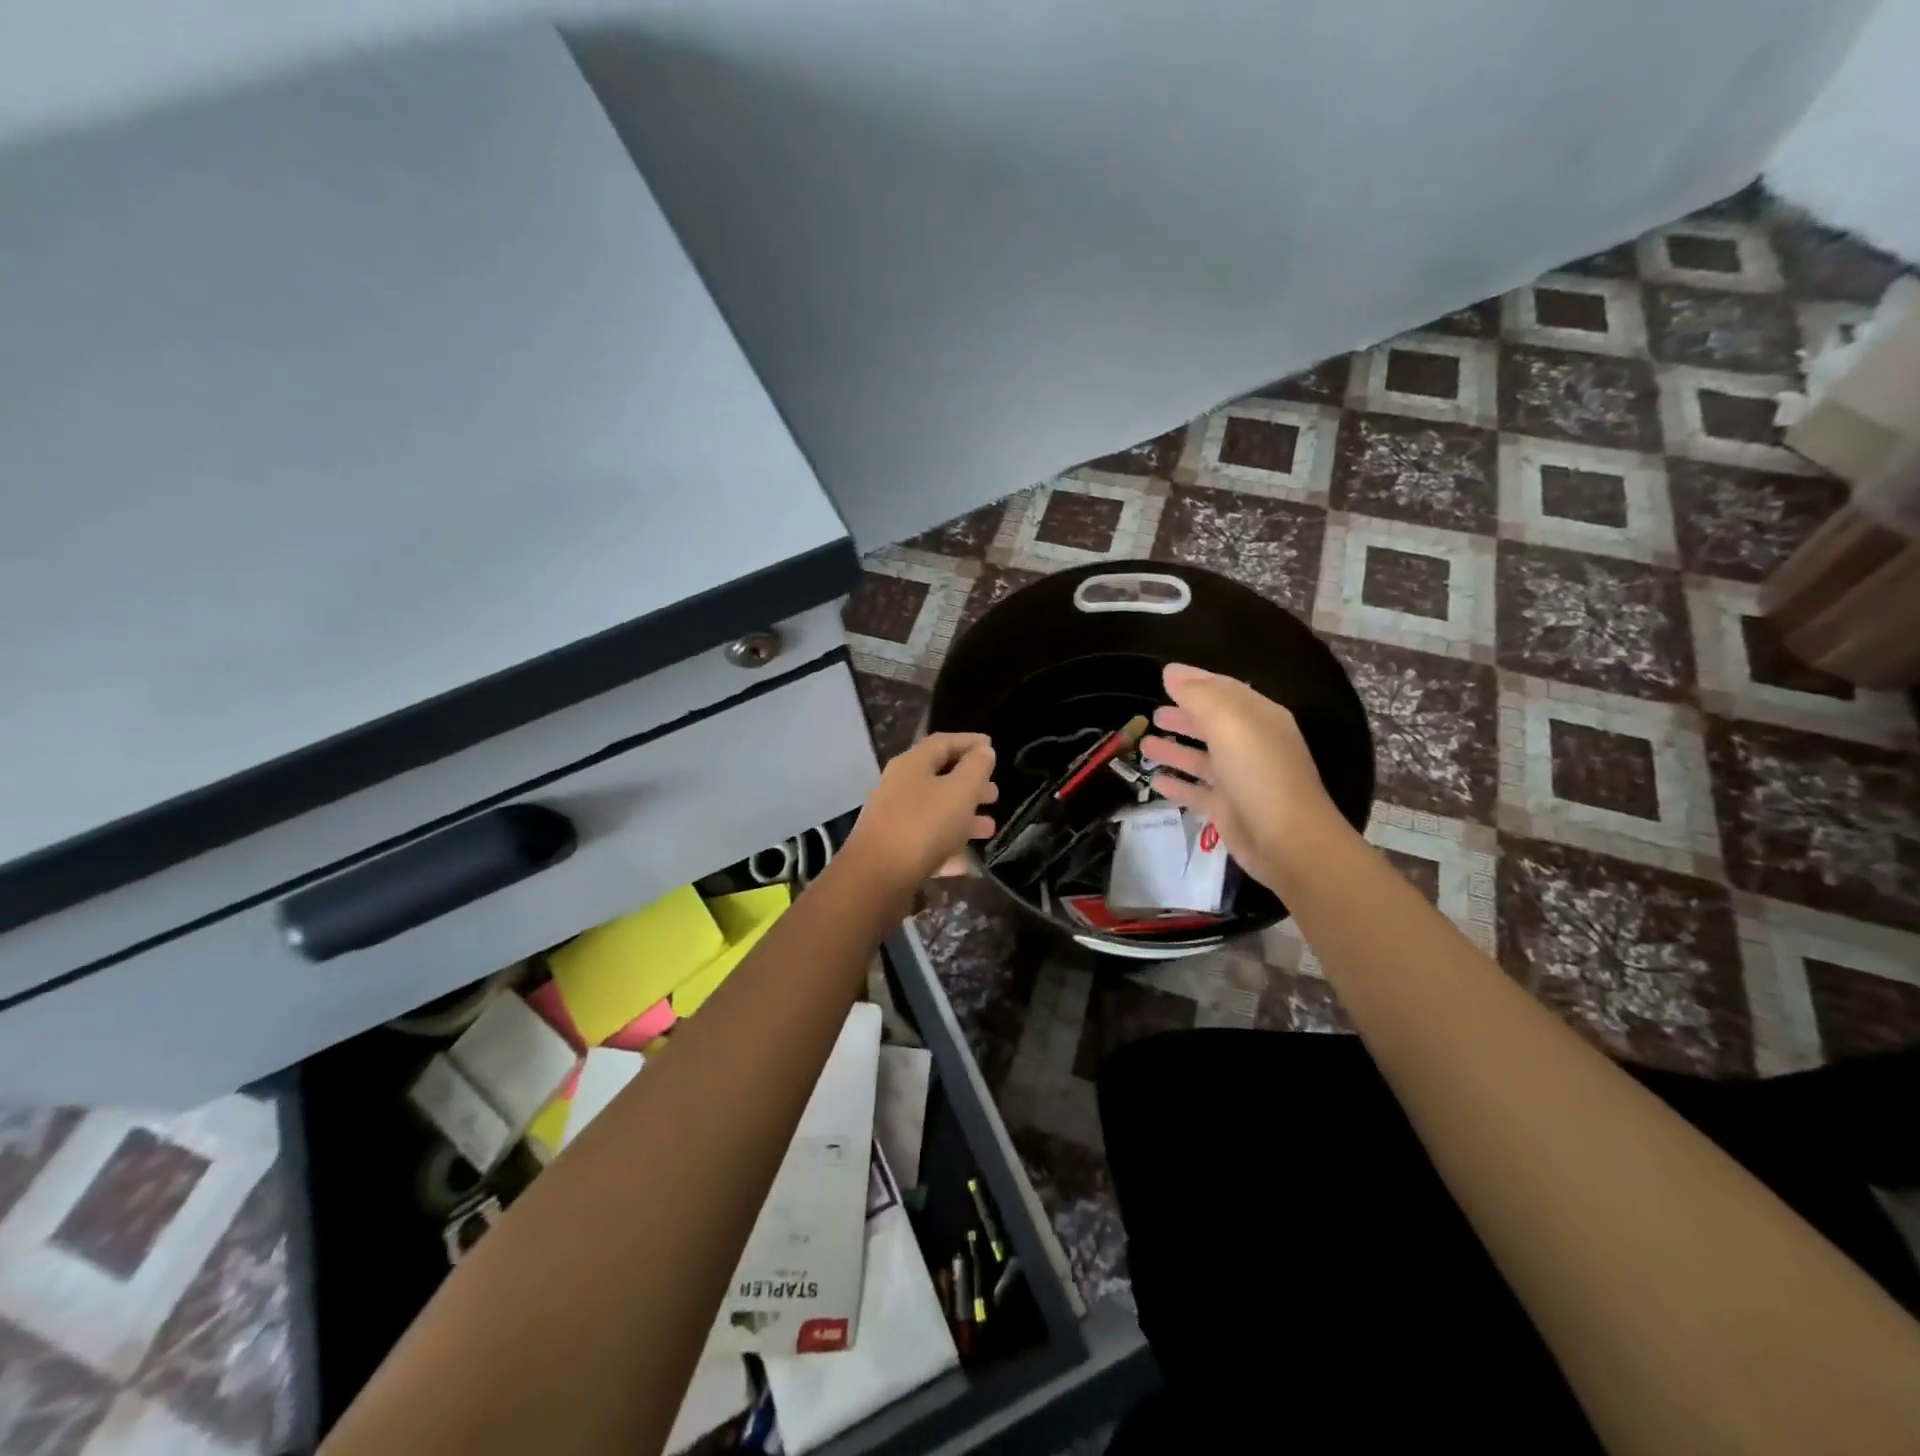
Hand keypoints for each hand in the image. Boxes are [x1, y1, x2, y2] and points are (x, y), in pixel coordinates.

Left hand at [845, 733, 998, 889]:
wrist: (877, 878)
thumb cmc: (924, 825)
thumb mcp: (960, 791)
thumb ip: (976, 768)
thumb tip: (983, 750)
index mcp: (912, 764)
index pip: (943, 742)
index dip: (970, 742)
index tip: (992, 747)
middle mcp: (898, 786)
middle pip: (939, 777)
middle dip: (970, 784)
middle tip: (994, 793)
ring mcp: (893, 819)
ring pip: (935, 811)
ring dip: (963, 817)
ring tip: (989, 828)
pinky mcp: (892, 850)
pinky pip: (926, 842)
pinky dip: (947, 847)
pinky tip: (967, 862)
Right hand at [1139, 663, 1351, 891]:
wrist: (1287, 841)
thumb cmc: (1259, 773)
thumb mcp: (1229, 723)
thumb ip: (1198, 695)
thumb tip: (1172, 673)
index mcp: (1259, 718)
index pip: (1224, 690)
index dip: (1195, 681)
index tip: (1165, 676)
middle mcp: (1251, 745)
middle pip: (1212, 725)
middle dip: (1184, 716)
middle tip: (1153, 714)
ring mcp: (1239, 779)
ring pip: (1201, 758)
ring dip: (1175, 749)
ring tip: (1145, 745)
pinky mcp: (1227, 809)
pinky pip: (1196, 791)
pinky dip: (1177, 784)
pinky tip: (1155, 781)